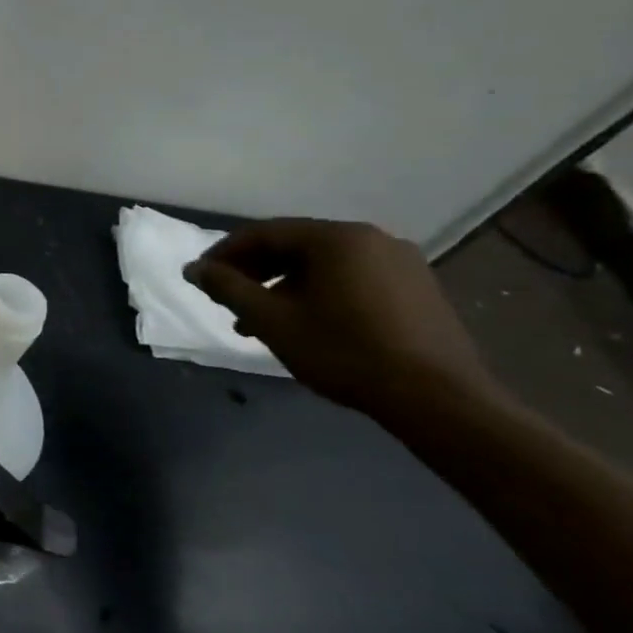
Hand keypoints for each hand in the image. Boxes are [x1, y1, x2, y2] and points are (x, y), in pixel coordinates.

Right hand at [184, 218, 499, 417]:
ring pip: (323, 265)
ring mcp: (401, 264)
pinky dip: (318, 293)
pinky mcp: (418, 290)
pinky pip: (352, 279)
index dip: (224, 253)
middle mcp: (371, 239)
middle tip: (227, 298)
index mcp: (336, 238)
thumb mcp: (270, 320)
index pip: (263, 233)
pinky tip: (305, 323)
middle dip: (254, 271)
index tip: (200, 278)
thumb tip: (193, 268)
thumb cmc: (343, 351)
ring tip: (261, 319)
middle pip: (295, 246)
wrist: (438, 399)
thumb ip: (227, 288)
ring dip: (284, 286)